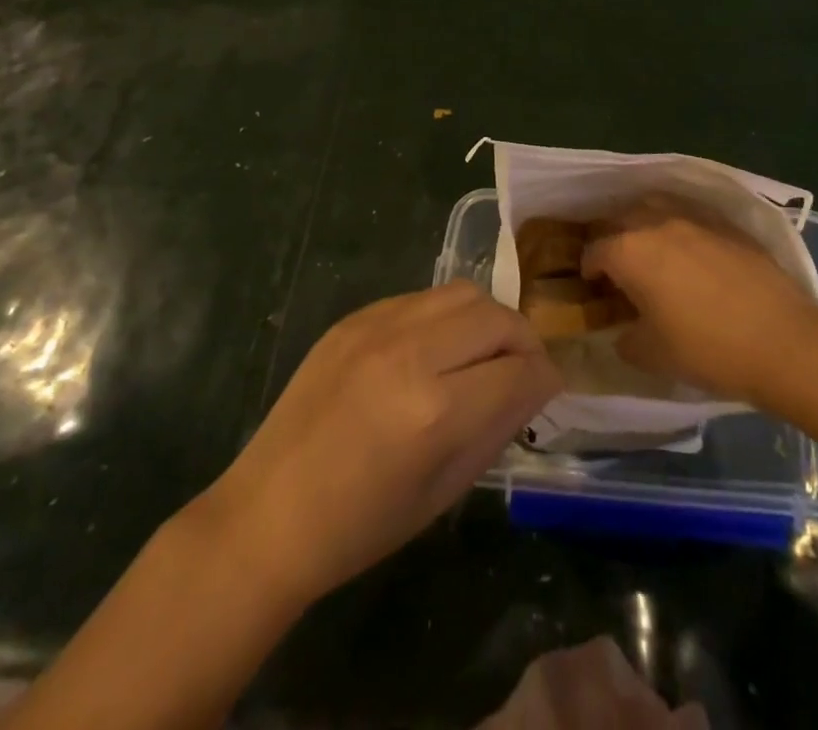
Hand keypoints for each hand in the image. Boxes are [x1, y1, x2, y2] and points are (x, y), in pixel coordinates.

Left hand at [205, 282, 560, 607]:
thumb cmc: (361, 525)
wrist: (270, 512)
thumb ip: (496, 427)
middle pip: (497, 317)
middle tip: (520, 370)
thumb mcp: (444, 491)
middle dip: (523, 342)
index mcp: (435, 411)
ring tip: (480, 353)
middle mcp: (411, 353)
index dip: (545, 380)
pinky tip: (433, 349)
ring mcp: (378, 326)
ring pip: (462, 293)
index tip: (547, 390)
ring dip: (486, 320)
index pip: (520, 371)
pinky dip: (444, 317)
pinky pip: (421, 298)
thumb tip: (533, 386)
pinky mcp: (355, 316)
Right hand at [583, 194, 817, 405]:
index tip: (593, 286)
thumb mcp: (652, 356)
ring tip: (650, 246)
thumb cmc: (708, 349)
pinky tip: (690, 249)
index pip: (595, 251)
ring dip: (644, 221)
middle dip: (612, 237)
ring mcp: (695, 219)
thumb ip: (626, 339)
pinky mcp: (727, 224)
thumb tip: (623, 331)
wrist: (782, 341)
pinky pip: (691, 214)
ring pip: (656, 205)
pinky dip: (680, 225)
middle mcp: (657, 223)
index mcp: (630, 252)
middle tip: (618, 264)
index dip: (589, 269)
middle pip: (621, 218)